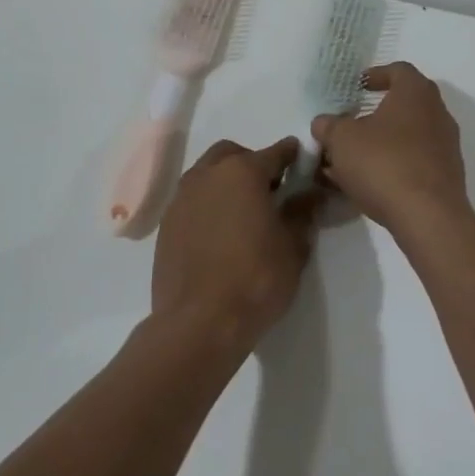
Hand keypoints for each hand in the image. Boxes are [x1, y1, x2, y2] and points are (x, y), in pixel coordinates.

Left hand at [151, 137, 321, 351]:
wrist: (199, 323)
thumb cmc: (255, 279)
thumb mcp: (293, 247)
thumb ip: (302, 213)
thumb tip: (309, 194)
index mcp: (242, 173)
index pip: (275, 152)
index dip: (292, 155)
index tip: (302, 161)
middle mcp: (207, 176)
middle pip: (232, 155)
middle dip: (252, 164)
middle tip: (269, 191)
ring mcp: (181, 199)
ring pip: (207, 175)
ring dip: (226, 183)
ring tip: (243, 214)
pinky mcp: (165, 225)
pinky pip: (192, 201)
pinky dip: (208, 205)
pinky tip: (220, 234)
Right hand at [311, 62, 468, 230]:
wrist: (428, 216)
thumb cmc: (384, 164)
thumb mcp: (342, 140)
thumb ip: (329, 126)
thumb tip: (324, 123)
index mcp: (416, 93)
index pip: (399, 71)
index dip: (376, 75)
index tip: (358, 86)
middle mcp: (438, 113)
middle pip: (404, 104)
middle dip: (374, 113)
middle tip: (350, 123)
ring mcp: (446, 146)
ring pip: (408, 135)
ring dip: (381, 142)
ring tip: (351, 159)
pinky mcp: (446, 175)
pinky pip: (415, 160)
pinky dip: (393, 164)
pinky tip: (368, 182)